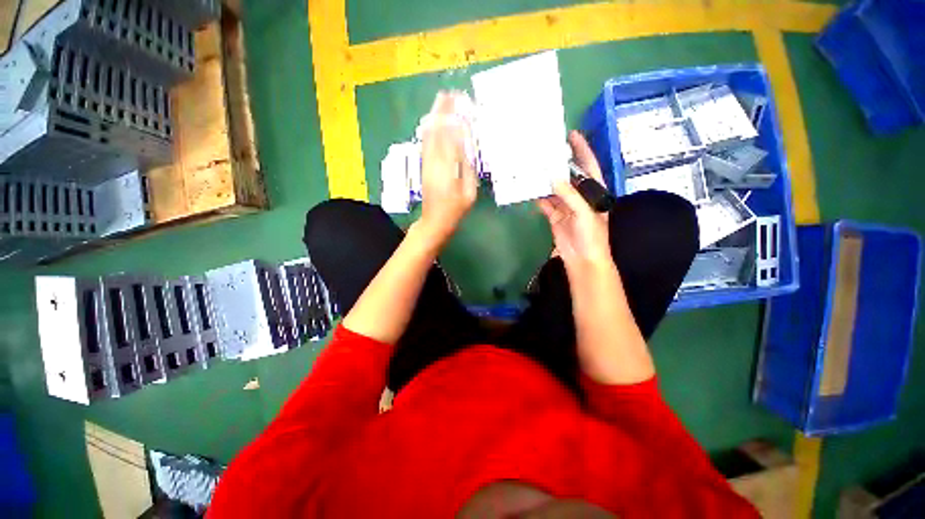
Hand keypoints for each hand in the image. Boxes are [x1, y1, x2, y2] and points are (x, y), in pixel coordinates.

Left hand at [418, 91, 478, 244]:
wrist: (434, 221)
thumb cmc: (456, 210)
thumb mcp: (469, 193)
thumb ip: (468, 170)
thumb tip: (466, 148)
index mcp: (449, 169)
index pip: (451, 138)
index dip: (455, 119)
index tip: (459, 104)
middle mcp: (435, 163)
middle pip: (438, 132)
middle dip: (442, 111)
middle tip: (447, 93)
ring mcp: (427, 164)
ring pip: (429, 136)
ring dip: (434, 117)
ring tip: (439, 100)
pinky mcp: (424, 166)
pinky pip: (425, 144)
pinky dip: (429, 129)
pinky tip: (431, 121)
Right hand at [537, 131, 611, 270]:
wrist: (583, 259)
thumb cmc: (592, 235)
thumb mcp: (585, 213)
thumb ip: (570, 195)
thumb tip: (553, 178)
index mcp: (594, 192)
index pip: (589, 166)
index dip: (582, 150)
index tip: (572, 134)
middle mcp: (580, 197)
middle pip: (569, 176)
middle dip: (559, 164)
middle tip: (545, 150)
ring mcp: (566, 207)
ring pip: (555, 190)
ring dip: (546, 181)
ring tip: (534, 167)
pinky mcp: (555, 217)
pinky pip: (546, 204)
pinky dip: (539, 198)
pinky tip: (531, 190)